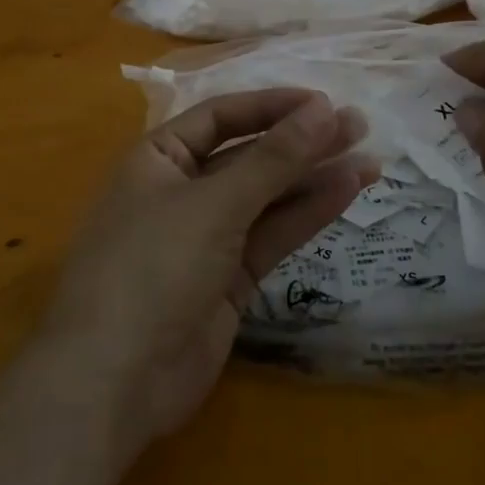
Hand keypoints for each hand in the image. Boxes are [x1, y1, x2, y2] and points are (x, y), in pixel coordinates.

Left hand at [44, 90, 374, 449]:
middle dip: (300, 142)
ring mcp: (206, 237)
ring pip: (266, 197)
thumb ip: (273, 159)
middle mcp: (181, 190)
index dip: (271, 107)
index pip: (221, 117)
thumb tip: (323, 108)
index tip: (322, 102)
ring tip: (369, 159)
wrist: (115, 382)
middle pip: (248, 156)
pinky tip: (346, 192)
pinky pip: (271, 235)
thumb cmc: (152, 267)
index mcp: (158, 158)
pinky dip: (305, 215)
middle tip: (359, 126)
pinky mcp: (228, 278)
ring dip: (313, 178)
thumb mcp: (214, 204)